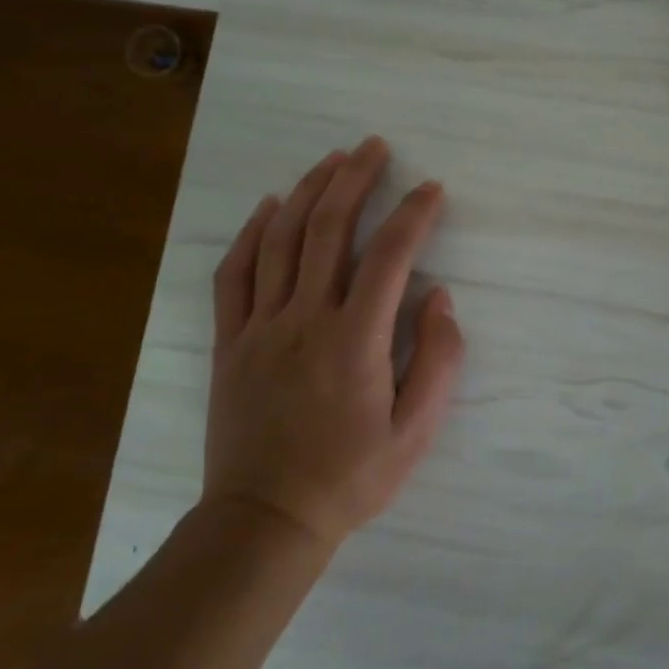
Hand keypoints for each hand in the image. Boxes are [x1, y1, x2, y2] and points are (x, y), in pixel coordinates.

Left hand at [203, 137, 463, 549]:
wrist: (265, 521)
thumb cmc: (351, 477)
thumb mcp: (416, 432)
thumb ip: (437, 359)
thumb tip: (438, 297)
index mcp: (355, 341)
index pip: (390, 256)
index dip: (414, 214)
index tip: (431, 189)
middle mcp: (305, 320)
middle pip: (328, 230)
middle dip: (354, 179)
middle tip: (374, 147)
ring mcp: (259, 328)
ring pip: (280, 240)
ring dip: (307, 191)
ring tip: (331, 159)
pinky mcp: (229, 341)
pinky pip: (235, 274)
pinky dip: (251, 232)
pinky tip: (267, 206)